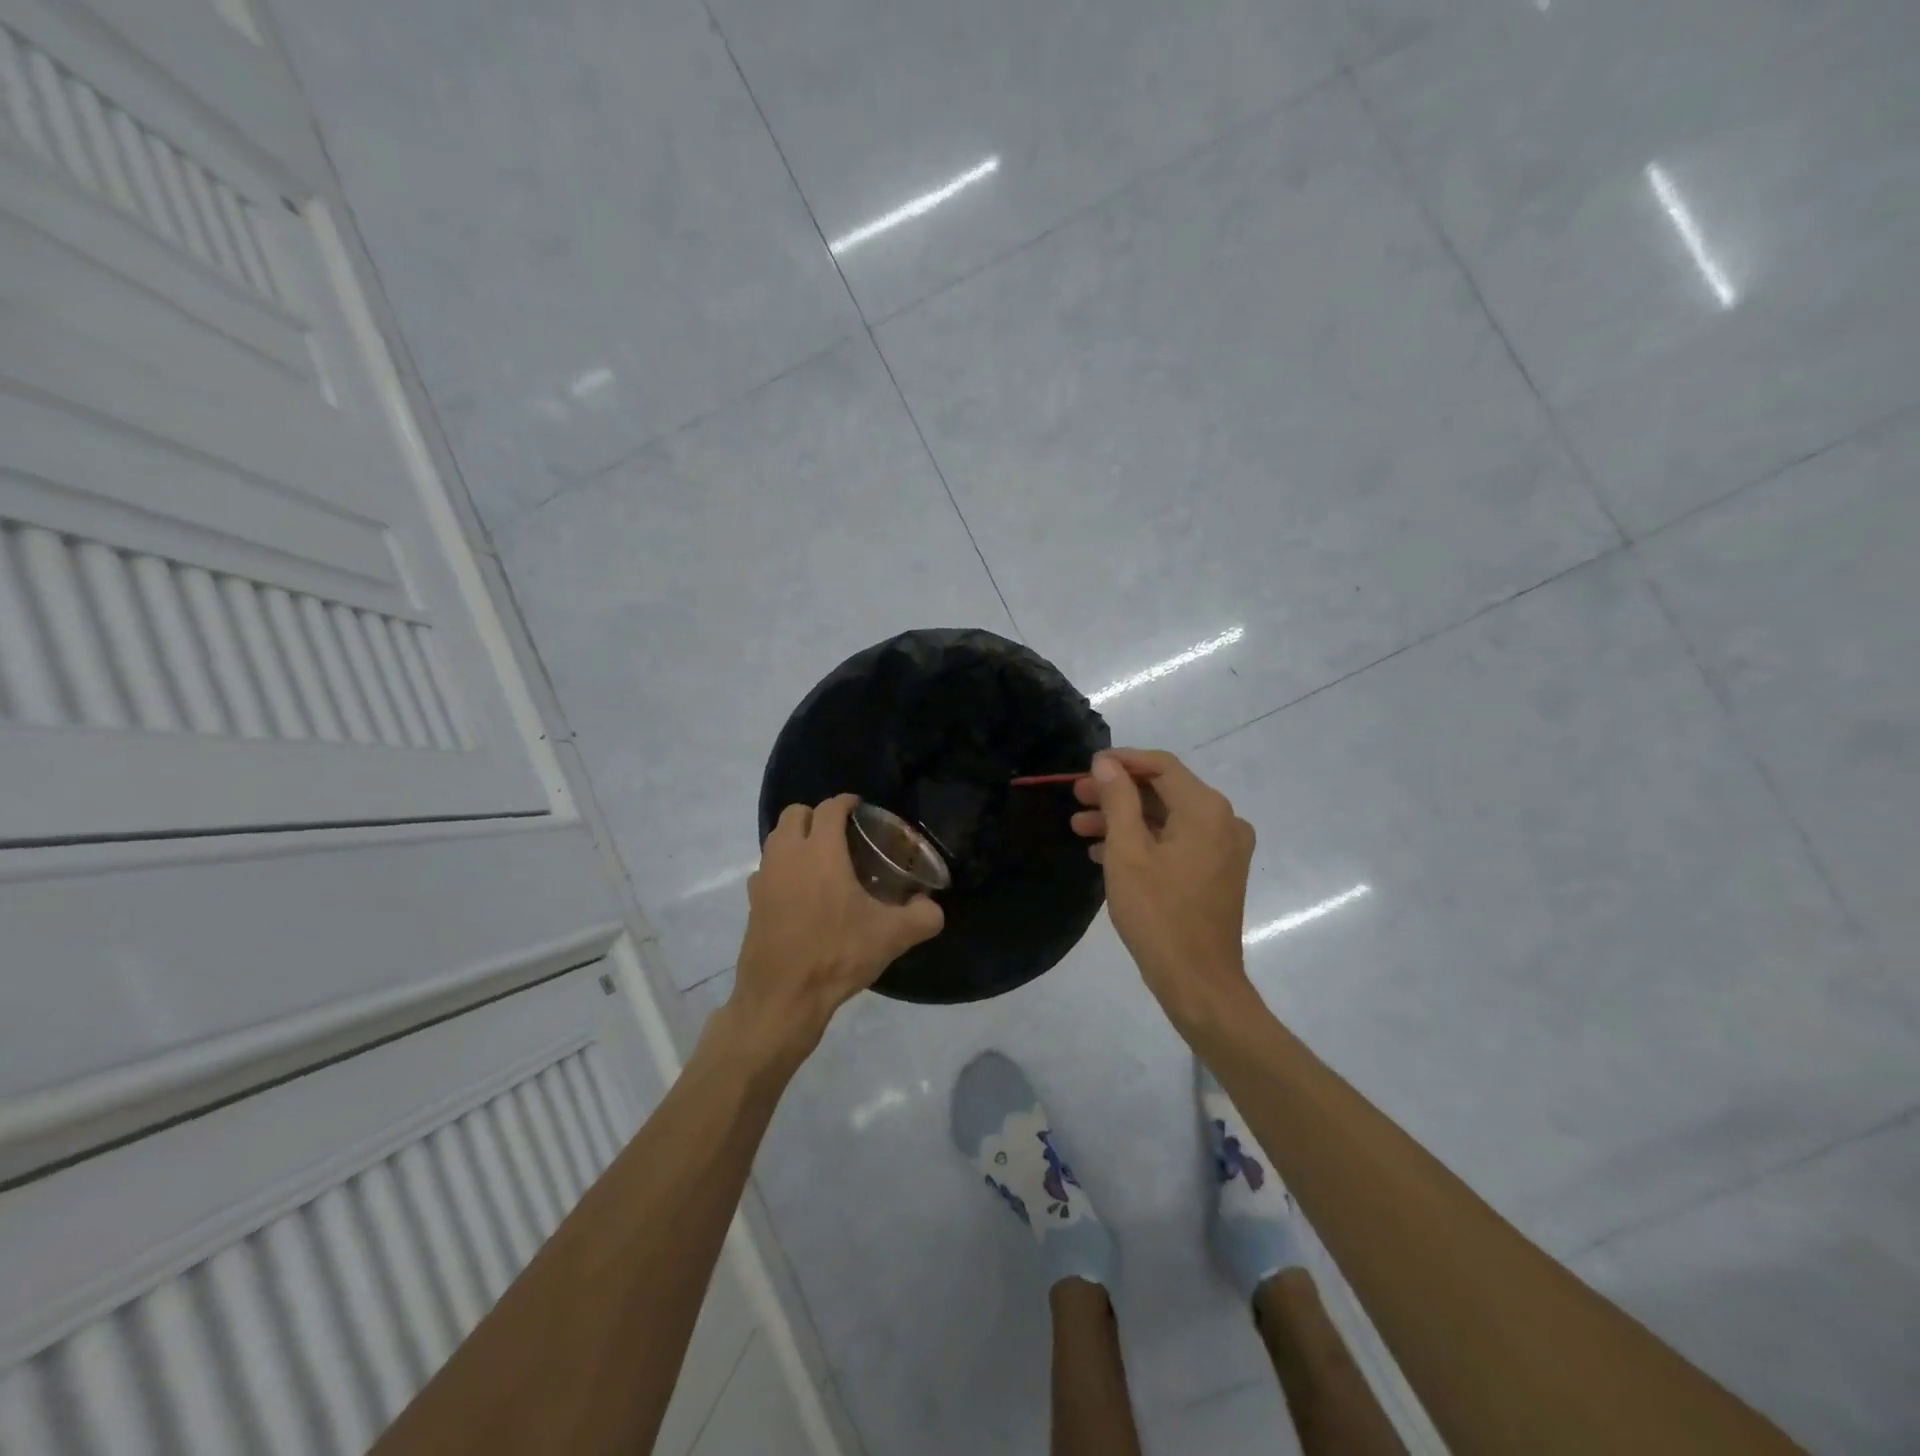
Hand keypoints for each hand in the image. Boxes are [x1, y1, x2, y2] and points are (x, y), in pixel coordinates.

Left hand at [728, 795, 943, 1062]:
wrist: (783, 998)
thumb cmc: (837, 955)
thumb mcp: (892, 936)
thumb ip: (923, 916)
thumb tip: (933, 907)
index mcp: (821, 852)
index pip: (830, 808)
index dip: (846, 802)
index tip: (861, 808)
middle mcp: (787, 855)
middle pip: (795, 814)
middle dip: (817, 815)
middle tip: (841, 834)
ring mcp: (764, 878)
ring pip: (776, 839)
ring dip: (796, 839)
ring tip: (822, 861)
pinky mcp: (752, 902)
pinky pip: (767, 869)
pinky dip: (782, 869)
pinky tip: (801, 893)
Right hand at [1071, 749, 1257, 1031]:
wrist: (1198, 981)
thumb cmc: (1158, 913)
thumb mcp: (1127, 852)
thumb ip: (1117, 800)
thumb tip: (1106, 763)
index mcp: (1206, 810)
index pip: (1161, 766)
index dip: (1122, 762)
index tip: (1086, 767)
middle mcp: (1223, 821)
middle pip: (1164, 791)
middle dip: (1117, 793)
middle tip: (1076, 797)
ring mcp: (1224, 849)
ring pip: (1168, 818)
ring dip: (1124, 819)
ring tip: (1080, 827)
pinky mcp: (1218, 872)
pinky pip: (1177, 842)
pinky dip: (1143, 841)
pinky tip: (1104, 853)